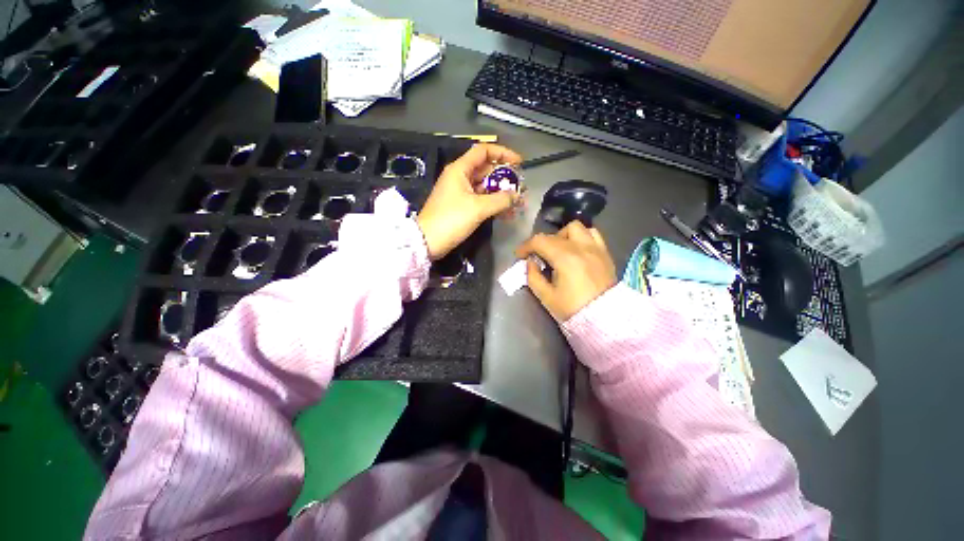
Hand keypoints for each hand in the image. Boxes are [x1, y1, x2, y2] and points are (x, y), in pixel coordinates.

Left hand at [417, 144, 522, 259]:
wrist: (428, 241)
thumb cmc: (451, 219)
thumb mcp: (478, 208)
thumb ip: (501, 200)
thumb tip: (518, 196)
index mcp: (460, 169)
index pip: (484, 151)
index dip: (503, 153)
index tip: (519, 163)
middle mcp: (460, 177)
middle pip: (486, 170)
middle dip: (505, 178)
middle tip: (521, 188)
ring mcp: (460, 192)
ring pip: (485, 187)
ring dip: (501, 194)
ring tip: (517, 204)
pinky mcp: (461, 206)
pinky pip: (481, 200)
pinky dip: (493, 204)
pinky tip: (506, 213)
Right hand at [516, 221, 616, 321]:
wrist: (605, 319)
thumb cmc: (573, 309)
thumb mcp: (546, 296)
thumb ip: (533, 276)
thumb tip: (530, 262)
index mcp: (564, 258)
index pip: (539, 241)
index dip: (525, 246)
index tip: (519, 255)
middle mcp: (580, 247)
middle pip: (554, 235)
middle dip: (540, 244)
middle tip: (536, 257)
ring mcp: (595, 248)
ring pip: (575, 227)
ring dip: (562, 236)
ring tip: (558, 250)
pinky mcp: (604, 252)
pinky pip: (593, 234)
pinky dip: (581, 236)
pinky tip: (576, 248)